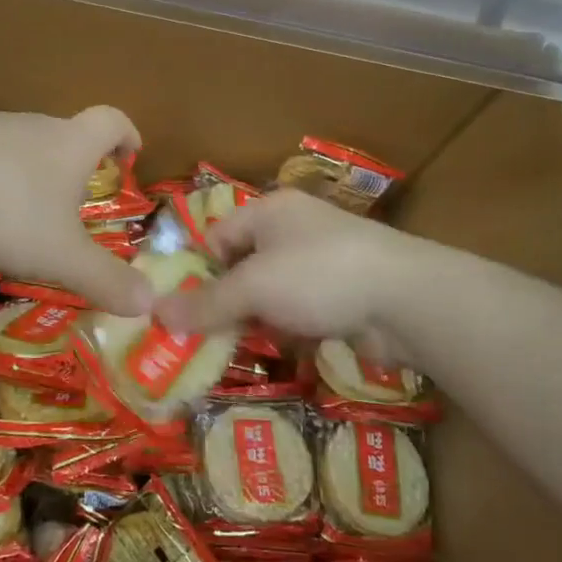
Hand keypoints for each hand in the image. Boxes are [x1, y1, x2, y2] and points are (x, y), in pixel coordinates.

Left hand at [0, 104, 152, 315]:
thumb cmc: (4, 207)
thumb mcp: (59, 255)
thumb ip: (104, 279)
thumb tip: (150, 301)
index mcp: (69, 144)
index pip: (110, 121)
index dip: (126, 134)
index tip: (131, 153)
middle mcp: (32, 127)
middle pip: (64, 134)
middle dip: (75, 165)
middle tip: (77, 203)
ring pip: (20, 147)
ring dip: (30, 176)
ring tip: (25, 218)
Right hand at [153, 190, 426, 359]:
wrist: (406, 299)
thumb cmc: (317, 275)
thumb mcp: (253, 288)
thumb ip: (206, 303)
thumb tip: (155, 313)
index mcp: (269, 211)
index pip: (217, 236)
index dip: (199, 270)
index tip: (186, 309)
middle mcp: (294, 230)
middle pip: (244, 266)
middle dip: (228, 302)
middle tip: (207, 338)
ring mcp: (322, 262)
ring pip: (273, 293)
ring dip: (259, 320)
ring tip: (243, 349)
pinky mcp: (343, 294)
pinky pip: (302, 310)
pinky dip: (291, 329)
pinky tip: (288, 349)